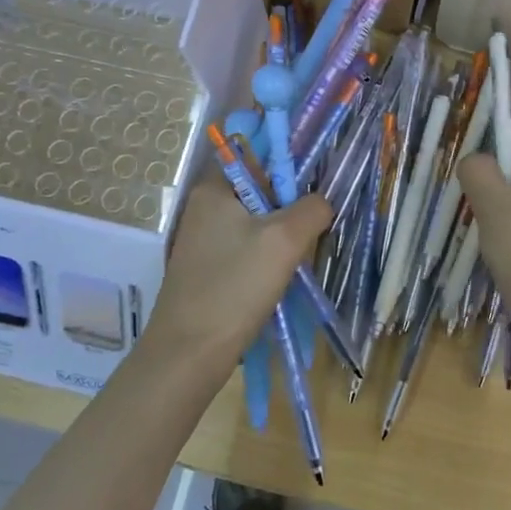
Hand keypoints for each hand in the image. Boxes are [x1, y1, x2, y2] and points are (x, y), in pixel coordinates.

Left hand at [142, 176, 331, 369]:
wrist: (189, 354)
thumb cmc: (235, 286)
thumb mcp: (285, 239)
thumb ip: (312, 209)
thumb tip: (322, 202)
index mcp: (213, 188)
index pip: (256, 155)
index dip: (288, 167)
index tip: (311, 193)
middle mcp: (203, 207)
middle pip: (260, 191)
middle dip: (289, 209)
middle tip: (308, 234)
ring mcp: (203, 240)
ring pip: (257, 223)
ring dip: (281, 238)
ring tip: (295, 262)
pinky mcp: (207, 268)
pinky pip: (247, 249)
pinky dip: (266, 259)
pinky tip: (277, 281)